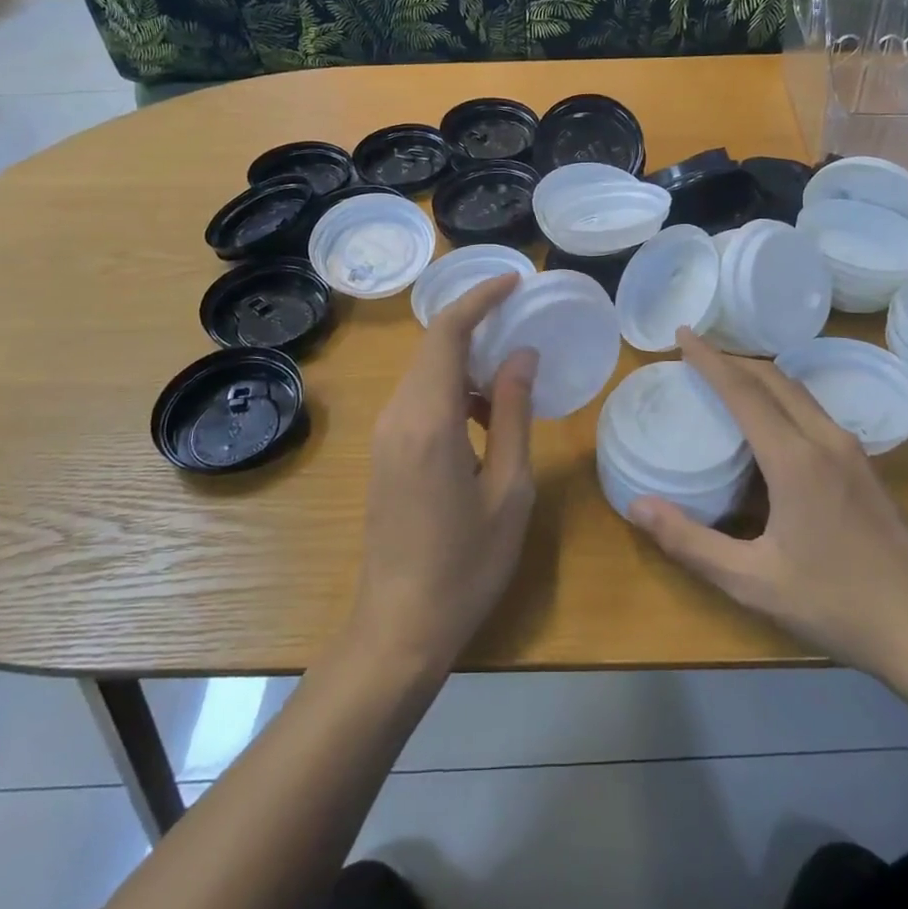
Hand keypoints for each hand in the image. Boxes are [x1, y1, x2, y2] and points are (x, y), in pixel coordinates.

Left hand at [349, 274, 537, 676]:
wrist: (399, 627)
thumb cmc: (466, 564)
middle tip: (523, 320)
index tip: (514, 281)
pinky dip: (453, 389)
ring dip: (467, 361)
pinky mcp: (384, 452)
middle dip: (476, 323)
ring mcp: (384, 434)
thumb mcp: (509, 488)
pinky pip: (419, 399)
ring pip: (426, 372)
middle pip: (434, 346)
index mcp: (429, 419)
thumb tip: (521, 355)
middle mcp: (397, 415)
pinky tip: (485, 418)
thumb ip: (513, 413)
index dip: (479, 298)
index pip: (447, 332)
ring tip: (513, 376)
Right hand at [630, 330, 907, 696]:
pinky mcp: (865, 466)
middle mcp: (825, 440)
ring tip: (727, 378)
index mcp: (795, 459)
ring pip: (798, 391)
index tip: (682, 333)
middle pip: (774, 378)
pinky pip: (814, 410)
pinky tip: (770, 422)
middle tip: (696, 354)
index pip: (744, 391)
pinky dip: (782, 396)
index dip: (710, 359)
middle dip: (733, 358)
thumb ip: (690, 542)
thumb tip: (636, 506)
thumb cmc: (837, 605)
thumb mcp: (752, 581)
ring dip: (759, 375)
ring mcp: (852, 451)